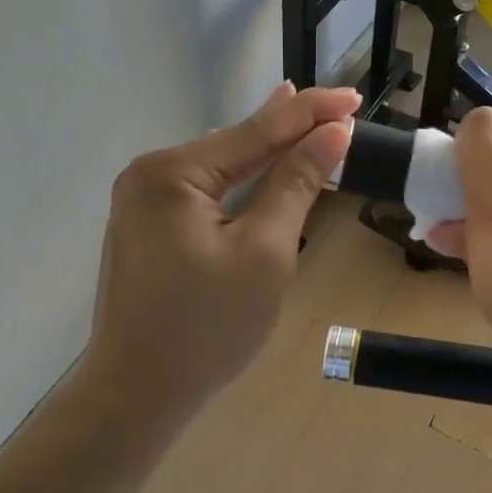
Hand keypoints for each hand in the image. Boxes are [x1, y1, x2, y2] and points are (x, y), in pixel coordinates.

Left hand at [72, 82, 358, 426]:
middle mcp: (149, 175)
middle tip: (340, 107)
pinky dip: (241, 182)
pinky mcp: (146, 228)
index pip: (257, 130)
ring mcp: (142, 203)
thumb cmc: (207, 328)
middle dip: (289, 128)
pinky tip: (260, 165)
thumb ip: (296, 184)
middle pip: (235, 144)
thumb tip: (332, 133)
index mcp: (173, 172)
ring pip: (220, 169)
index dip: (311, 113)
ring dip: (266, 153)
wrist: (136, 395)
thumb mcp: (265, 252)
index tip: (355, 97)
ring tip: (304, 121)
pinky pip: (204, 193)